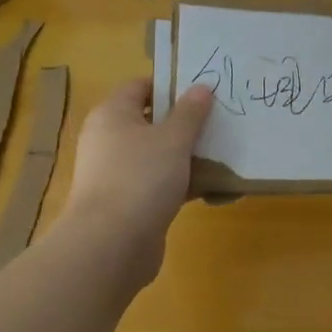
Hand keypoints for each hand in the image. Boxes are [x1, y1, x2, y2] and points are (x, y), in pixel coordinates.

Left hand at [61, 79, 214, 283]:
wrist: (110, 247)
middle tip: (219, 119)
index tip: (204, 89)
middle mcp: (109, 139)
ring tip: (222, 151)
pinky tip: (212, 186)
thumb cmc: (140, 177)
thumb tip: (201, 87)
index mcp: (112, 114)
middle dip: (185, 121)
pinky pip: (159, 183)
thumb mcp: (173, 138)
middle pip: (151, 120)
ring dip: (186, 154)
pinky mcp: (127, 203)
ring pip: (157, 154)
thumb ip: (190, 112)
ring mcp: (116, 173)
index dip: (171, 84)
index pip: (141, 86)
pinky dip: (181, 182)